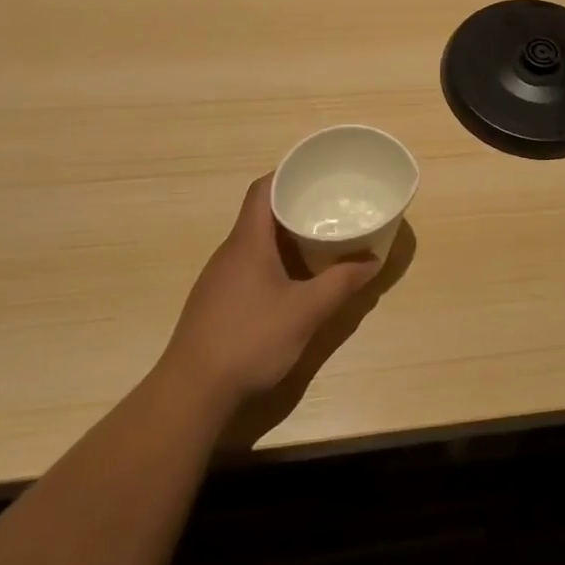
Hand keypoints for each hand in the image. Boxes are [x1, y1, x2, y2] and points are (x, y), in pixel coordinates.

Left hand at [159, 175, 377, 410]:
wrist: (193, 392)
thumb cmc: (250, 340)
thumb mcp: (306, 312)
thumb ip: (341, 284)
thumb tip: (372, 261)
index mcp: (247, 242)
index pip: (263, 189)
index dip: (288, 174)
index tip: (318, 172)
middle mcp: (230, 252)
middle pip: (261, 214)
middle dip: (296, 206)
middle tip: (332, 207)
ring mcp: (220, 278)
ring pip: (256, 243)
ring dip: (287, 237)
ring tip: (322, 239)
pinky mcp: (218, 302)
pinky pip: (250, 266)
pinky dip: (276, 261)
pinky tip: (295, 281)